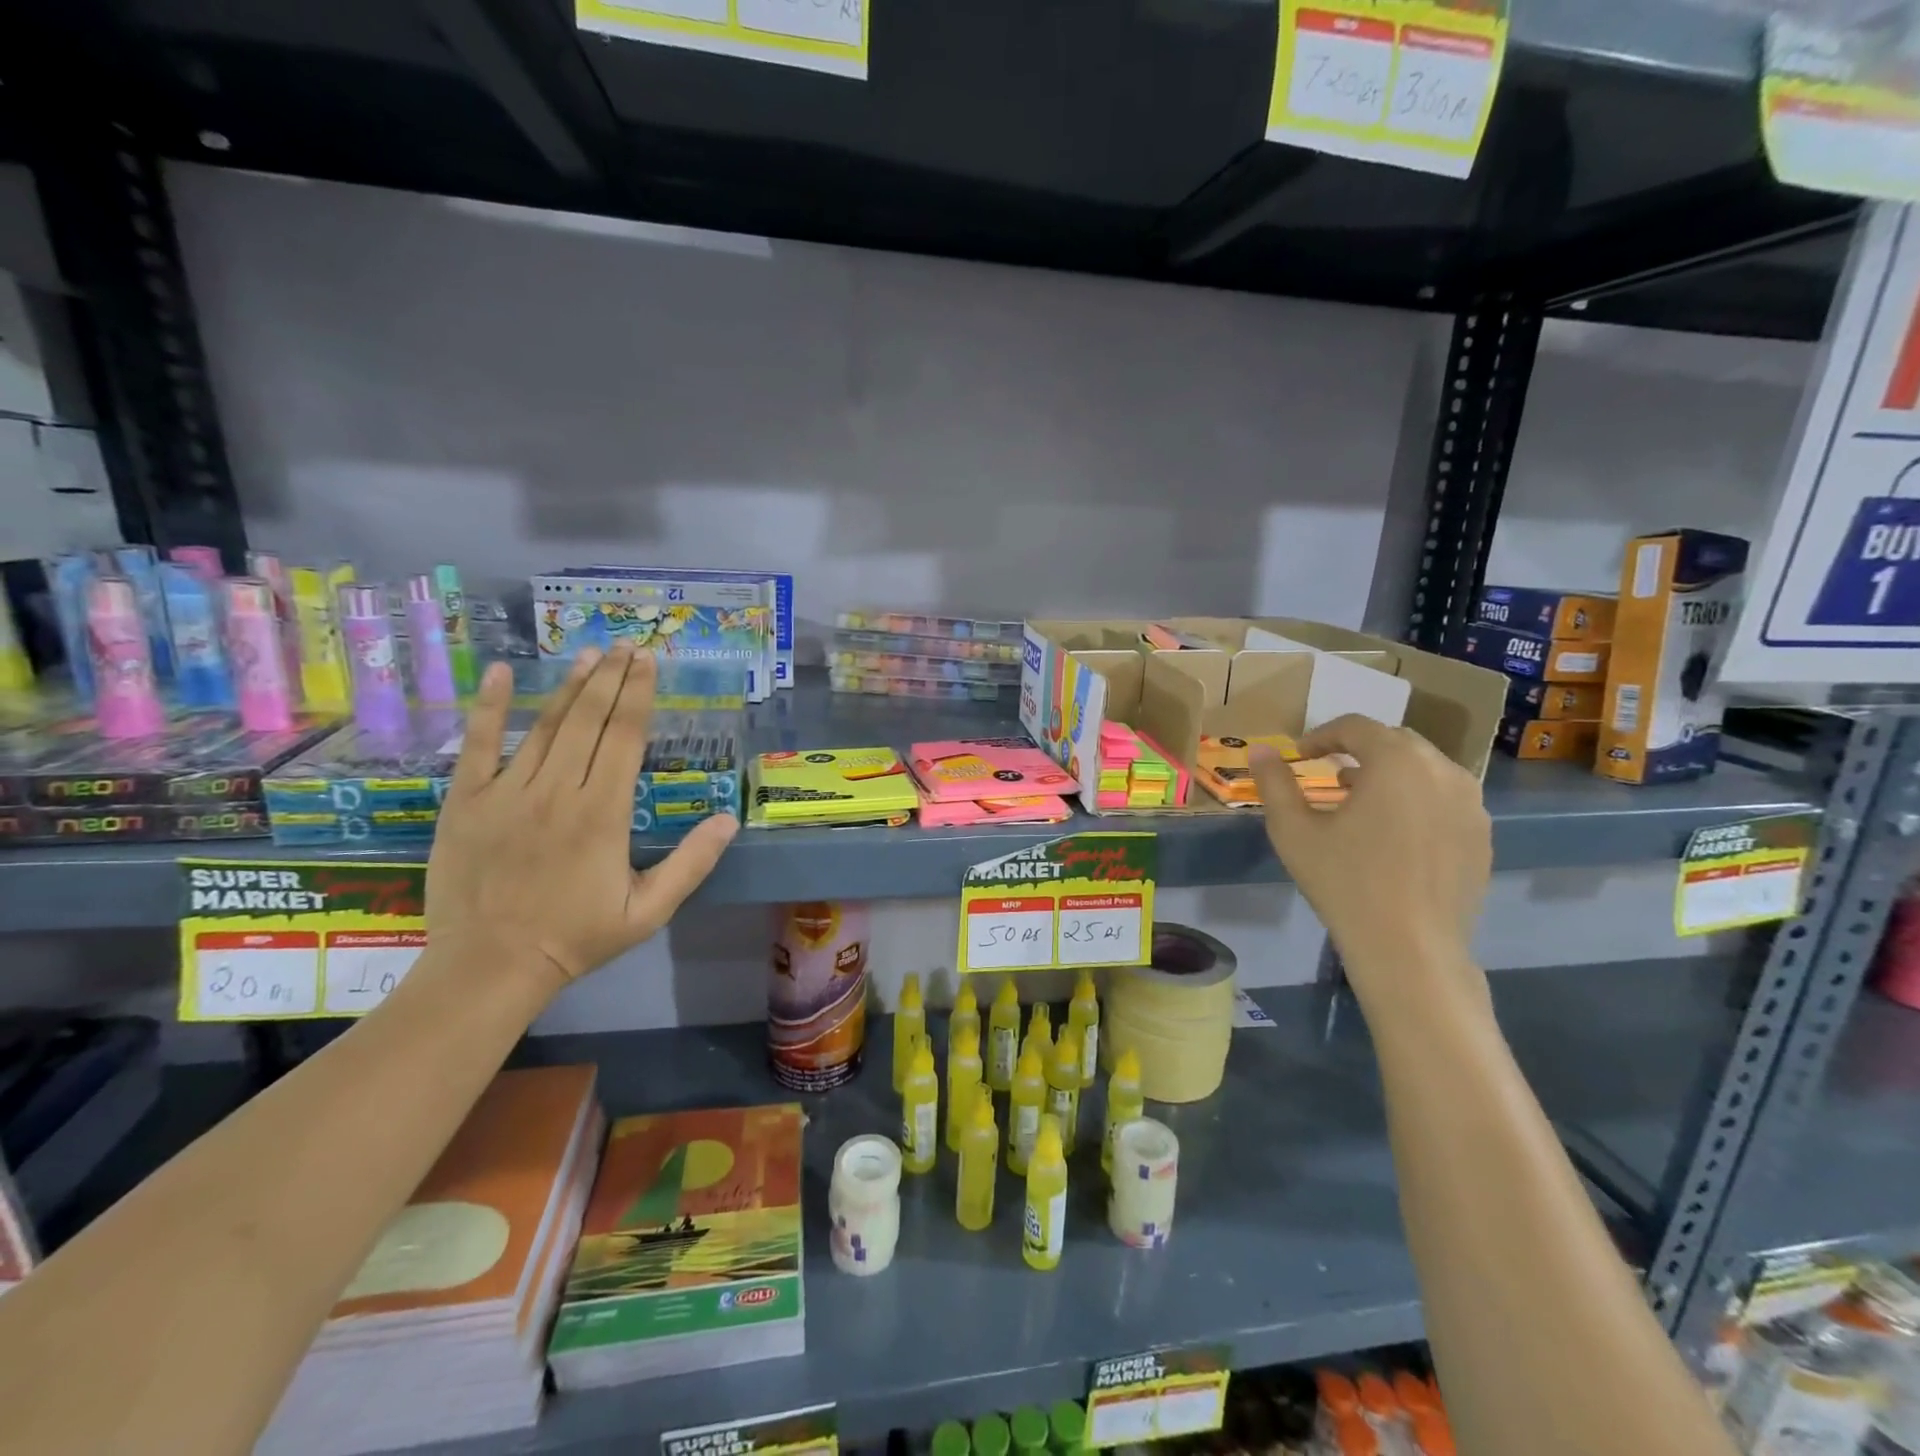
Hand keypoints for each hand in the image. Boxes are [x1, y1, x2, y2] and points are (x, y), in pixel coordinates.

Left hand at [426, 645, 738, 1002]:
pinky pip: (476, 745)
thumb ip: (691, 863)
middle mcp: (558, 790)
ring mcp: (507, 792)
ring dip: (569, 686)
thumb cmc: (577, 938)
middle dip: (610, 678)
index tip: (649, 662)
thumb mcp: (649, 910)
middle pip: (588, 720)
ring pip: (544, 726)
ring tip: (589, 654)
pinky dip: (487, 708)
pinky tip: (496, 674)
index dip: (639, 695)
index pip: (625, 737)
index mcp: (603, 812)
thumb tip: (729, 819)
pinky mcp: (466, 802)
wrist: (490, 967)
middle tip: (626, 646)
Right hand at [1249, 715, 1490, 1010]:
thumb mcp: (1294, 831)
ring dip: (1390, 773)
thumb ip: (1275, 783)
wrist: (1410, 948)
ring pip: (1425, 768)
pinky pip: (1446, 798)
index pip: (1355, 727)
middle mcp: (1441, 770)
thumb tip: (1259, 750)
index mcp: (1395, 761)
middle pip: (1395, 741)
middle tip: (1329, 773)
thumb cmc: (1344, 882)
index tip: (1300, 756)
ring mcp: (1470, 803)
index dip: (1322, 735)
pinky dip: (1417, 799)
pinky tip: (1394, 833)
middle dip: (1359, 750)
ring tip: (1361, 801)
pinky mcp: (1482, 834)